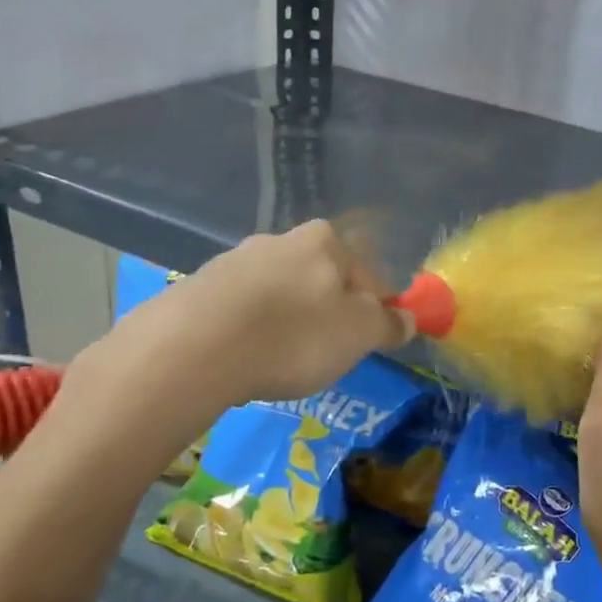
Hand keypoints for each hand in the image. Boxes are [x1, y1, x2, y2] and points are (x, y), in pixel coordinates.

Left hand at [63, 221, 412, 441]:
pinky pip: (242, 310)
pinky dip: (251, 331)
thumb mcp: (360, 334)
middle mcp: (280, 239)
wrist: (194, 348)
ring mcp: (235, 260)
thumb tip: (407, 319)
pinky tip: (245, 359)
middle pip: (322, 281)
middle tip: (326, 354)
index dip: (377, 311)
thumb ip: (389, 324)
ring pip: (281, 294)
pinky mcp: (200, 287)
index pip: (369, 275)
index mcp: (325, 241)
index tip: (371, 343)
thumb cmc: (294, 336)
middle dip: (329, 314)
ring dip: (288, 322)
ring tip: (280, 363)